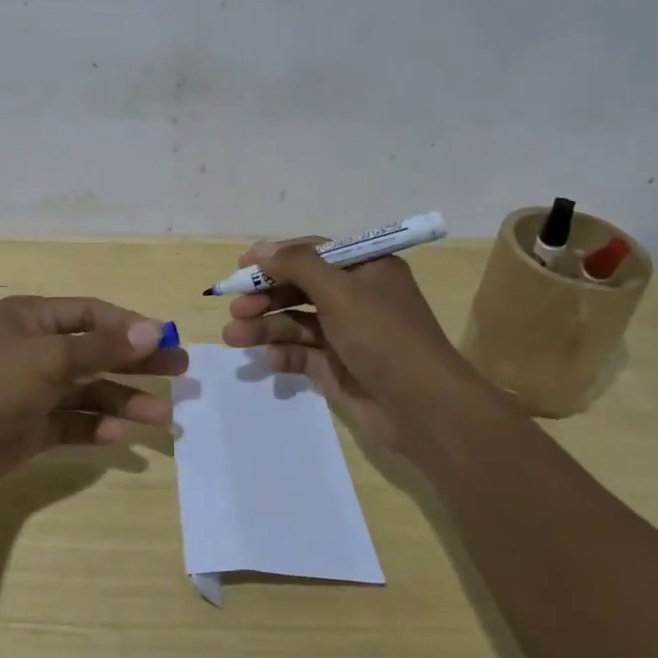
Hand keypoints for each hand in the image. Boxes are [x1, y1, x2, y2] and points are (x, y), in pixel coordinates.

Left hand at [0, 295, 187, 496]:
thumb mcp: (50, 356)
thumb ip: (103, 346)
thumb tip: (154, 330)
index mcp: (33, 318)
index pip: (91, 314)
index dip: (129, 326)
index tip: (165, 341)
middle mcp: (35, 350)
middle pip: (96, 352)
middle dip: (136, 363)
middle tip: (179, 373)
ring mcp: (33, 390)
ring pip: (88, 392)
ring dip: (123, 402)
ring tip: (161, 418)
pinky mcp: (30, 428)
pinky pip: (72, 424)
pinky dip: (96, 429)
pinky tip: (121, 436)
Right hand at [219, 237, 477, 452]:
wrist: (423, 408)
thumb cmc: (383, 336)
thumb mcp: (340, 291)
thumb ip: (298, 265)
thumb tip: (262, 250)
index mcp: (366, 270)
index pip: (314, 253)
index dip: (277, 257)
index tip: (242, 267)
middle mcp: (356, 298)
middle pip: (299, 288)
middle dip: (265, 296)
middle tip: (235, 307)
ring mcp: (346, 334)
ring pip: (295, 322)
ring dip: (264, 326)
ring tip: (234, 336)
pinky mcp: (337, 368)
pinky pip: (302, 354)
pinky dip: (283, 354)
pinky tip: (268, 359)